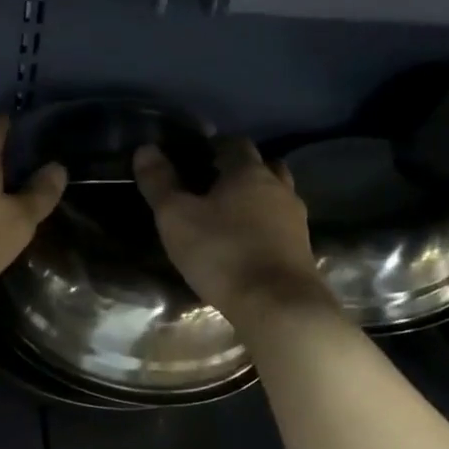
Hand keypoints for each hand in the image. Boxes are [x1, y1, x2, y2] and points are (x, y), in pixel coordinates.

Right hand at [133, 136, 328, 320]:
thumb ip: (159, 182)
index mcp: (248, 172)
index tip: (195, 158)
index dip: (214, 147)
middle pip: (263, 166)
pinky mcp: (303, 249)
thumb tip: (145, 148)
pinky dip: (267, 225)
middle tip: (213, 185)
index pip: (234, 144)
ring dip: (257, 198)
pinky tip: (249, 243)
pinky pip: (282, 225)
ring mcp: (296, 219)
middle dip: (240, 170)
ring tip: (231, 215)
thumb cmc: (222, 253)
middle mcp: (278, 187)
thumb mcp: (177, 218)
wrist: (278, 305)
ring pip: (277, 196)